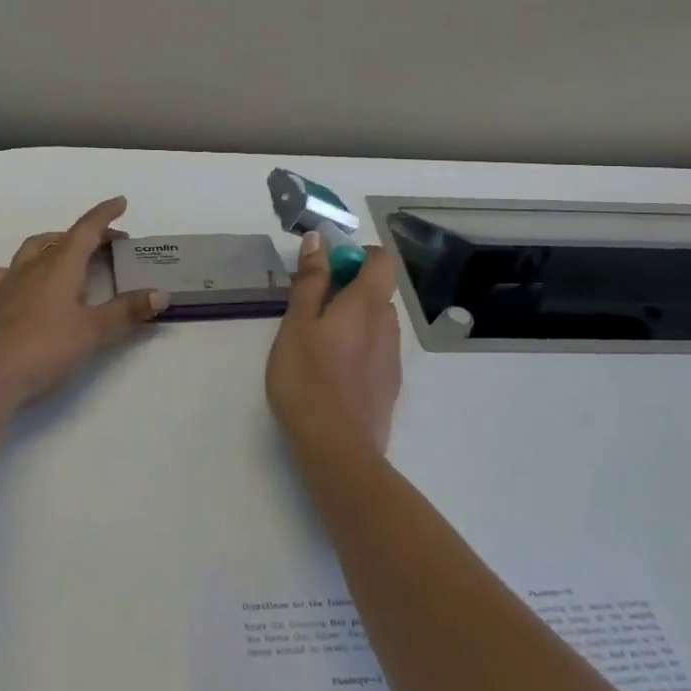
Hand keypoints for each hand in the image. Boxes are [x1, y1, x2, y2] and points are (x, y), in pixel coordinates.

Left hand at [0, 197, 166, 406]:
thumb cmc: (46, 348)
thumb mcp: (94, 332)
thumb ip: (127, 311)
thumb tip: (160, 294)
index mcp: (60, 266)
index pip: (86, 230)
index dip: (104, 214)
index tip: (120, 202)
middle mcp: (32, 266)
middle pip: (61, 238)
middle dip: (85, 235)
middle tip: (105, 245)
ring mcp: (6, 283)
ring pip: (31, 250)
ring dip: (52, 246)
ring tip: (66, 257)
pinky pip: (7, 274)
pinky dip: (23, 270)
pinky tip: (25, 283)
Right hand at [267, 233, 402, 456]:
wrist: (338, 450)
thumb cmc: (308, 379)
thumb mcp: (298, 323)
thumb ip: (311, 281)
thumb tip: (319, 241)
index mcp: (368, 304)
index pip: (381, 260)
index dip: (357, 255)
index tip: (325, 270)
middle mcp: (388, 325)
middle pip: (376, 290)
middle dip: (347, 288)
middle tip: (308, 307)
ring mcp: (392, 358)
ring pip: (375, 321)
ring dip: (351, 318)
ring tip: (315, 341)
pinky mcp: (388, 385)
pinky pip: (375, 349)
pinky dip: (356, 347)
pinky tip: (330, 371)